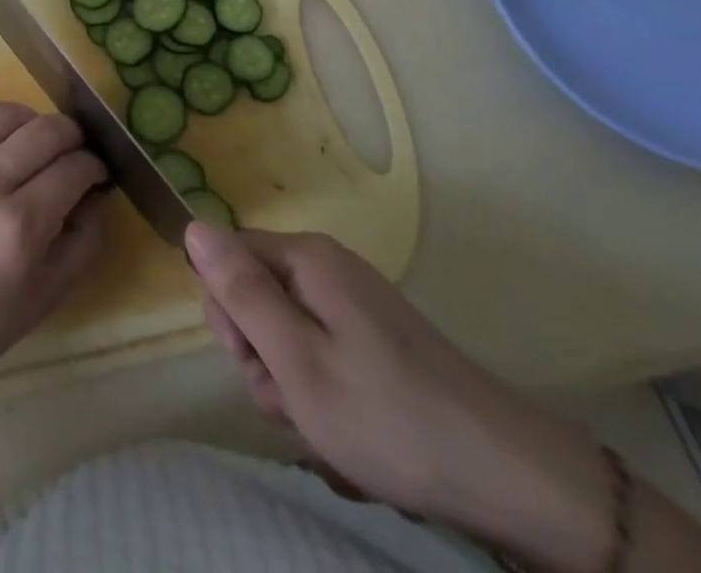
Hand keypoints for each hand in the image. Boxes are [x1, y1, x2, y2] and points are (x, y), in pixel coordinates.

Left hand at [0, 102, 107, 397]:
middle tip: (75, 154)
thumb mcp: (44, 299)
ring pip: (4, 113)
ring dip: (31, 123)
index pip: (74, 167)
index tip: (97, 175)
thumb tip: (96, 195)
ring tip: (35, 145)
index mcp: (18, 225)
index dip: (95, 167)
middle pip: (45, 128)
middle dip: (72, 136)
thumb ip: (82, 241)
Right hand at [188, 225, 614, 569]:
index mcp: (305, 258)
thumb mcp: (296, 361)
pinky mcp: (371, 335)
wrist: (508, 476)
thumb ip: (240, 292)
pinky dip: (319, 388)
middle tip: (294, 400)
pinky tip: (346, 427)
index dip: (228, 313)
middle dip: (261, 354)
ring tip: (325, 423)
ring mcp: (352, 301)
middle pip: (254, 294)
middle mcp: (326, 266)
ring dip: (289, 381)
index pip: (226, 258)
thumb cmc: (388, 417)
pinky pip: (317, 348)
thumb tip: (192, 226)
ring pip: (283, 330)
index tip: (257, 361)